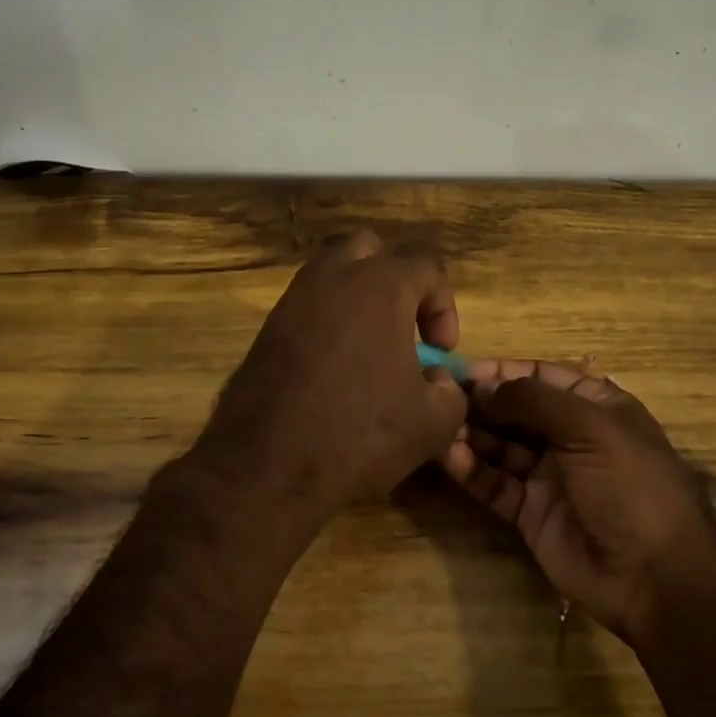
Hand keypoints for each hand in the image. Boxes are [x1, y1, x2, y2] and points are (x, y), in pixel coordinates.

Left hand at [189, 231, 467, 528]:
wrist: (268, 466)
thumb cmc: (359, 434)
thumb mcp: (431, 422)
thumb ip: (449, 389)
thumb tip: (435, 378)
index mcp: (380, 285)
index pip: (427, 268)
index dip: (444, 307)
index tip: (440, 353)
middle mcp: (332, 278)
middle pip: (369, 250)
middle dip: (394, 281)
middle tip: (402, 327)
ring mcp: (293, 300)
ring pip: (331, 274)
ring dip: (357, 299)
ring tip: (369, 349)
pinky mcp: (266, 329)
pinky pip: (306, 308)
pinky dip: (326, 324)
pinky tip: (332, 370)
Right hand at [442, 359, 715, 644]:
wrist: (654, 577)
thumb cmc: (631, 487)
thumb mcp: (591, 429)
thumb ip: (534, 401)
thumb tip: (483, 385)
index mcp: (595, 408)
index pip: (541, 376)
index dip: (502, 371)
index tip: (461, 369)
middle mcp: (569, 437)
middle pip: (515, 410)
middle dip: (480, 402)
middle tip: (439, 396)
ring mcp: (548, 476)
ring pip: (500, 446)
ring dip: (471, 434)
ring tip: (438, 425)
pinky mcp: (530, 512)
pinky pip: (495, 484)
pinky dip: (472, 470)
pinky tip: (449, 457)